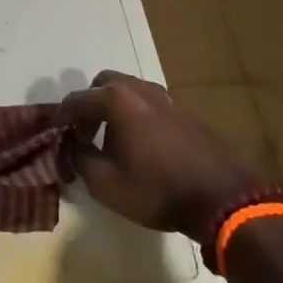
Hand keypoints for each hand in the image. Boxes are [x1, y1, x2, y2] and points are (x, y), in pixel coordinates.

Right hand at [61, 70, 259, 236]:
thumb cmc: (158, 190)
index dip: (61, 119)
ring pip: (129, 91)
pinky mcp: (185, 112)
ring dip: (115, 109)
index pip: (75, 100)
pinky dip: (137, 116)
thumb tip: (73, 146)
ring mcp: (166, 98)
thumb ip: (80, 159)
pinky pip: (149, 105)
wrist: (224, 198)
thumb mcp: (106, 184)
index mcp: (116, 99)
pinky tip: (143, 146)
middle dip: (89, 105)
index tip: (57, 138)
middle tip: (87, 134)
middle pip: (103, 84)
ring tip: (114, 141)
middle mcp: (139, 89)